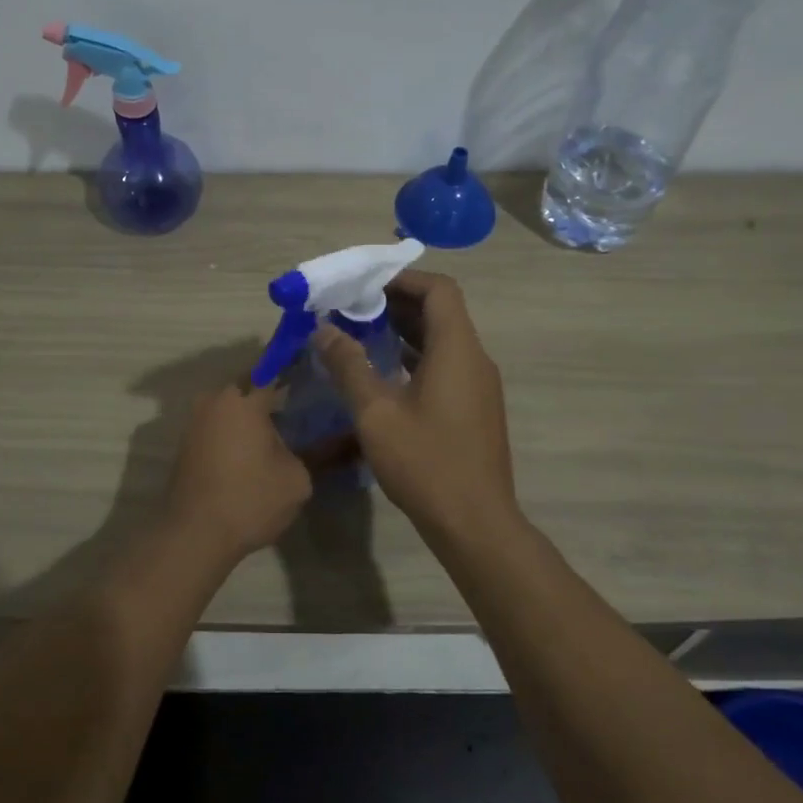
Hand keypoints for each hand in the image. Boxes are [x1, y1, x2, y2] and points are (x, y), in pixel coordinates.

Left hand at [163, 382, 310, 561]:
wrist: (194, 535)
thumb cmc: (250, 499)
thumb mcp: (298, 478)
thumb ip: (321, 452)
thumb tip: (344, 438)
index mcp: (243, 399)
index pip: (274, 369)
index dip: (296, 366)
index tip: (316, 371)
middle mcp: (215, 400)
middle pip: (250, 384)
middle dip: (274, 390)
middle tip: (303, 402)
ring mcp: (196, 421)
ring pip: (232, 404)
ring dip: (253, 412)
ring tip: (284, 426)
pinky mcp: (187, 443)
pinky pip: (219, 423)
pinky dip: (237, 428)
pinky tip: (257, 446)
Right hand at [313, 270, 519, 541]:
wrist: (475, 523)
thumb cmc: (425, 462)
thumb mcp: (376, 413)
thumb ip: (349, 366)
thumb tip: (324, 330)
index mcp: (457, 349)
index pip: (439, 289)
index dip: (402, 279)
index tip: (365, 284)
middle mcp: (475, 359)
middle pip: (441, 312)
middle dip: (397, 303)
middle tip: (353, 308)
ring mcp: (479, 385)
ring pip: (443, 340)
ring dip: (405, 331)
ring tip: (361, 335)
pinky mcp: (475, 408)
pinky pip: (446, 365)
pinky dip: (416, 357)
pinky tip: (384, 374)